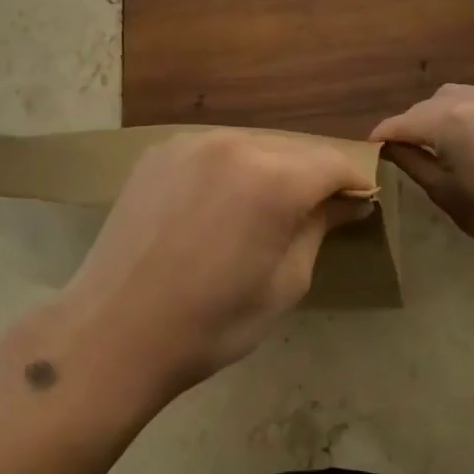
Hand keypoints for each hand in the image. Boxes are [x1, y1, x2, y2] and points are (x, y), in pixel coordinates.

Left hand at [45, 130, 373, 408]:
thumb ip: (319, 228)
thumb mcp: (285, 284)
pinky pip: (212, 151)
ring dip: (268, 171)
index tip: (359, 205)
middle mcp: (234, 144)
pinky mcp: (159, 152)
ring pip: (251, 146)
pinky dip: (228, 170)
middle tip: (313, 214)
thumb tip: (348, 201)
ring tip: (261, 213)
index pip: (332, 163)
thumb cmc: (211, 322)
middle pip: (292, 150)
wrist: (114, 330)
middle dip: (311, 177)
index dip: (353, 183)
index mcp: (273, 178)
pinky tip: (216, 206)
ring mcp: (190, 143)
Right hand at [371, 85, 473, 277]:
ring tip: (441, 142)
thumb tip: (389, 146)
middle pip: (426, 106)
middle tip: (406, 151)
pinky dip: (468, 115)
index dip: (382, 137)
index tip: (370, 149)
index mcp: (448, 120)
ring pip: (454, 97)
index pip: (401, 123)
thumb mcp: (443, 192)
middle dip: (412, 125)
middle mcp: (472, 99)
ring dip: (439, 115)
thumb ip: (410, 161)